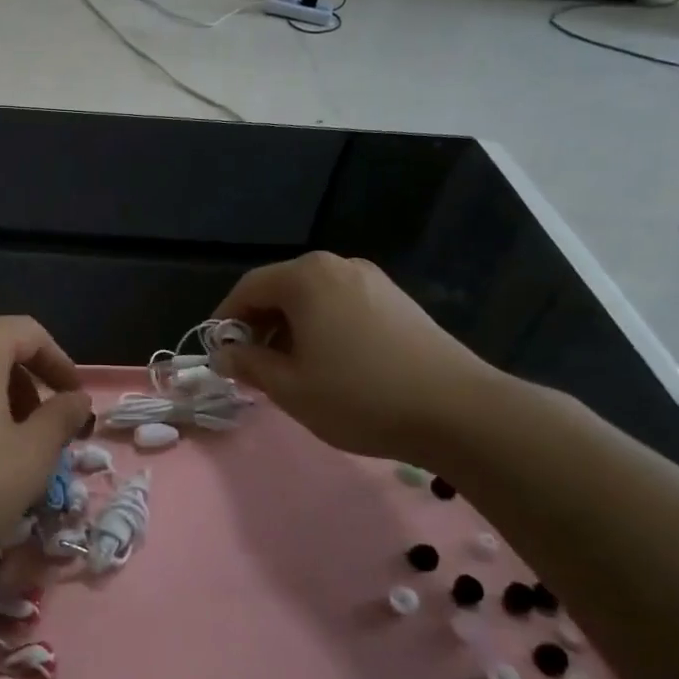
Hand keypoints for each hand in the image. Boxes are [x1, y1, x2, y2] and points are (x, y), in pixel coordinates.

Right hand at [211, 252, 497, 461]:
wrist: (459, 411)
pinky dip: (322, 327)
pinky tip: (329, 363)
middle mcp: (338, 267)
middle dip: (259, 325)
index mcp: (306, 278)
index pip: (248, 288)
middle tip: (252, 365)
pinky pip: (342, 305)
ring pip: (313, 298)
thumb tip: (224, 355)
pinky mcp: (397, 301)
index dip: (226, 319)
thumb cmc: (360, 397)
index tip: (218, 352)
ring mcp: (373, 281)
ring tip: (289, 369)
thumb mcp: (290, 388)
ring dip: (290, 328)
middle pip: (281, 289)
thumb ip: (249, 365)